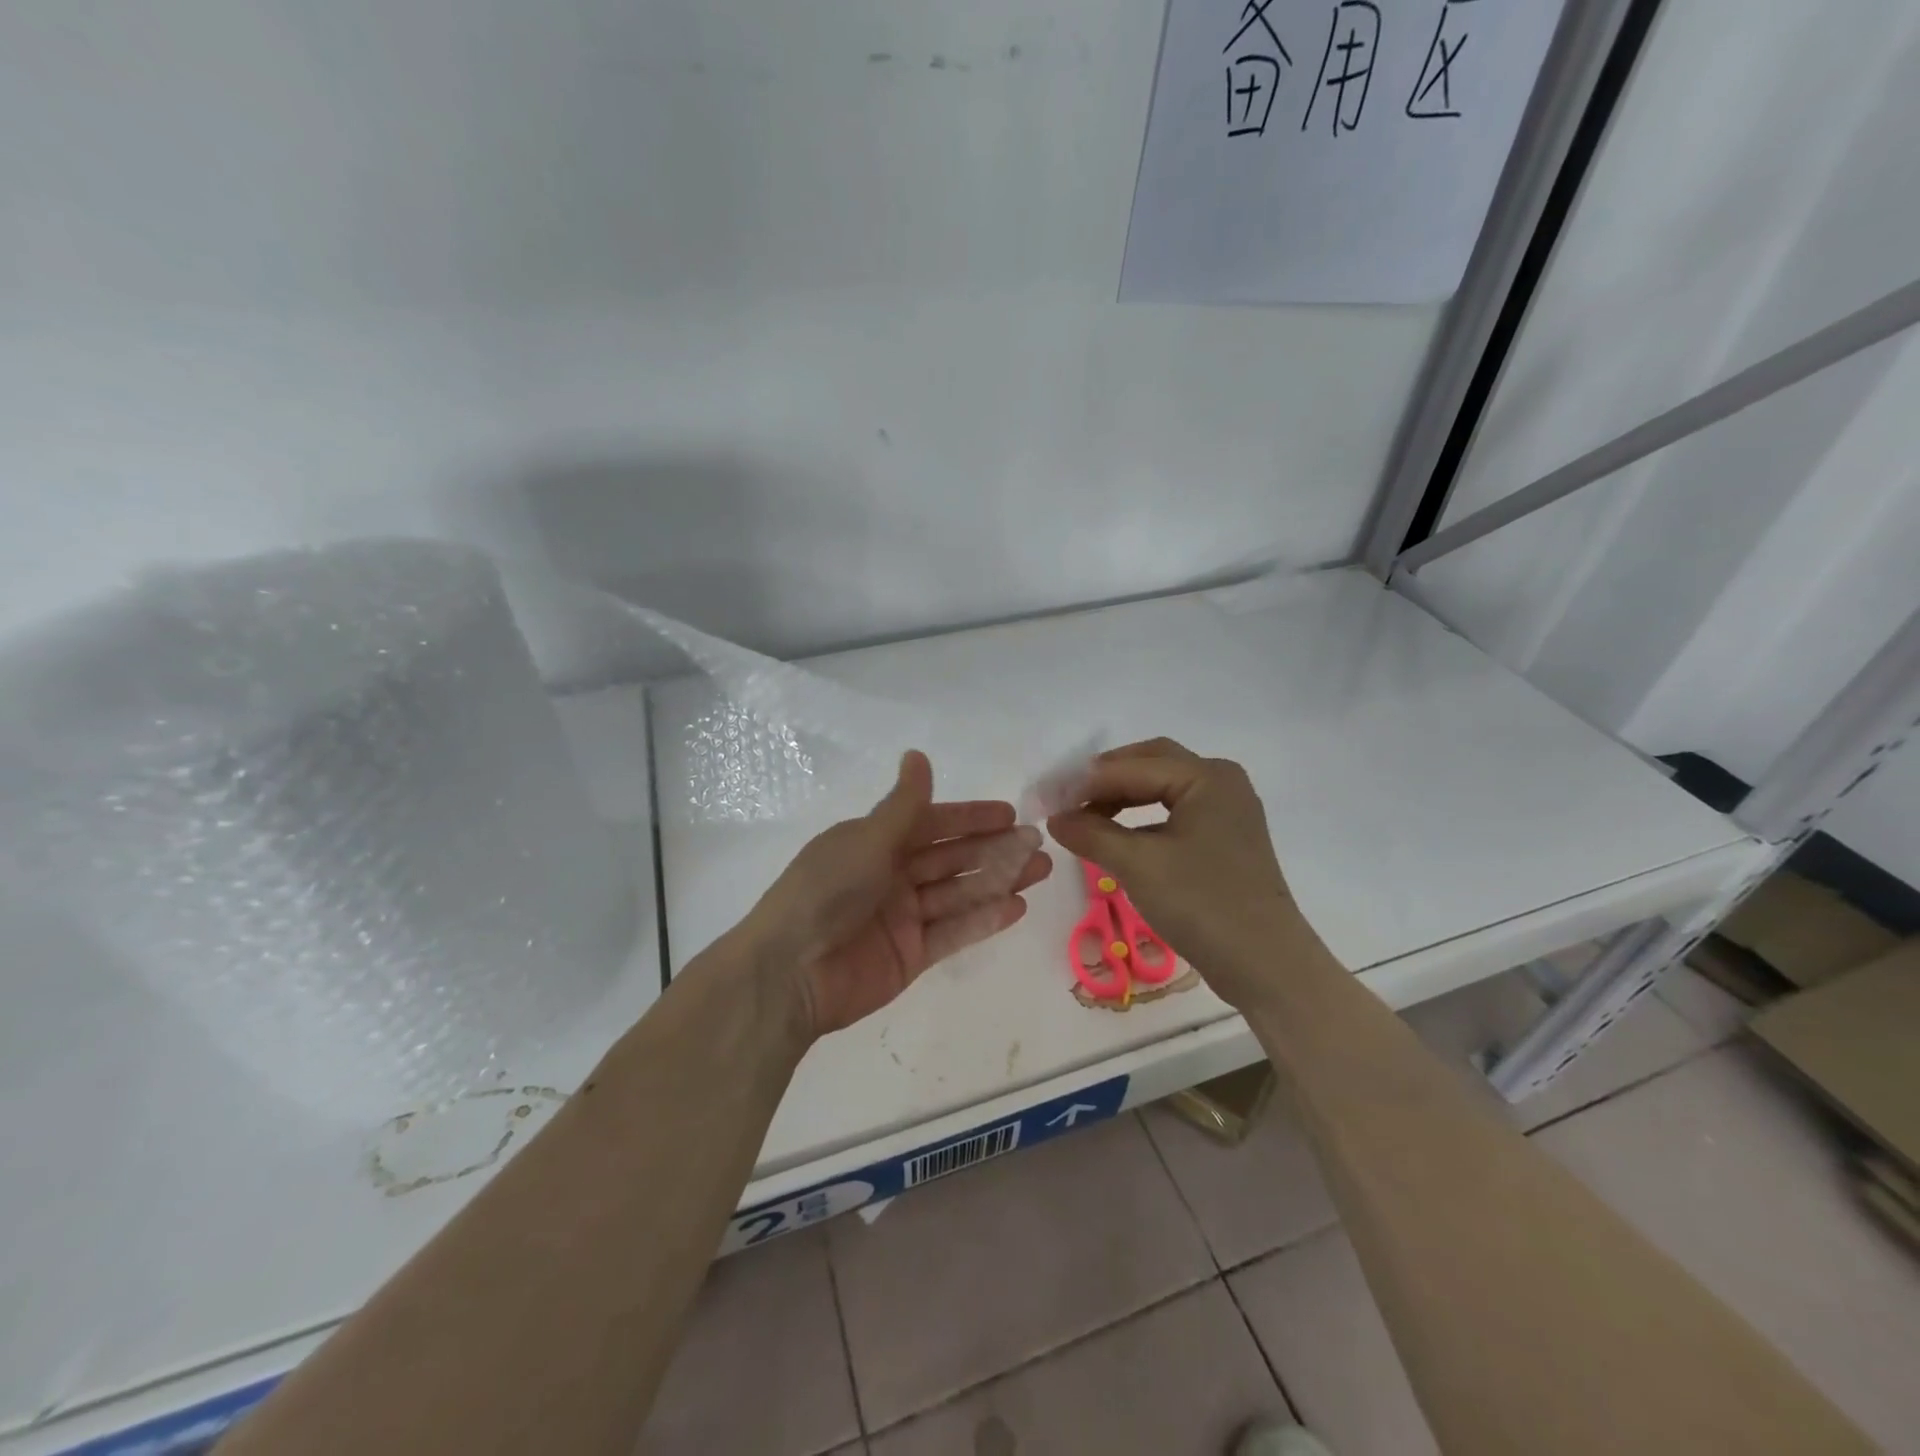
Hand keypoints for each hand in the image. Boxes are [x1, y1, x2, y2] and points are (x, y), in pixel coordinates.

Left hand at [742, 751, 1052, 1037]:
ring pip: (958, 893)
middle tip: (1038, 844)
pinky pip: (953, 931)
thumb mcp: (867, 840)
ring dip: (998, 881)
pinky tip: (1016, 907)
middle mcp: (890, 875)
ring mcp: (902, 917)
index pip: (931, 823)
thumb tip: (917, 754)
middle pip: (951, 858)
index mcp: (874, 843)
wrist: (790, 973)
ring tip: (1039, 870)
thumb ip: (903, 805)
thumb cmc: (827, 892)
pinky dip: (983, 919)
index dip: (970, 817)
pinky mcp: (911, 955)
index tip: (1010, 814)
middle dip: (994, 850)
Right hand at [1046, 738, 1314, 1009]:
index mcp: (1206, 777)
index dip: (1083, 781)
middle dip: (1104, 779)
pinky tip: (1115, 837)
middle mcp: (1220, 782)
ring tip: (1084, 819)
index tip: (1043, 797)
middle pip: (1149, 764)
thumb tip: (1055, 818)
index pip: (1131, 766)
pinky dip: (1141, 819)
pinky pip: (1173, 813)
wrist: (1266, 966)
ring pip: (1161, 788)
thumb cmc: (1203, 904)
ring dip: (1121, 798)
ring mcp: (1226, 811)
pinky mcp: (1224, 839)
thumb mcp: (1137, 865)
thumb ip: (1091, 833)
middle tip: (1065, 799)